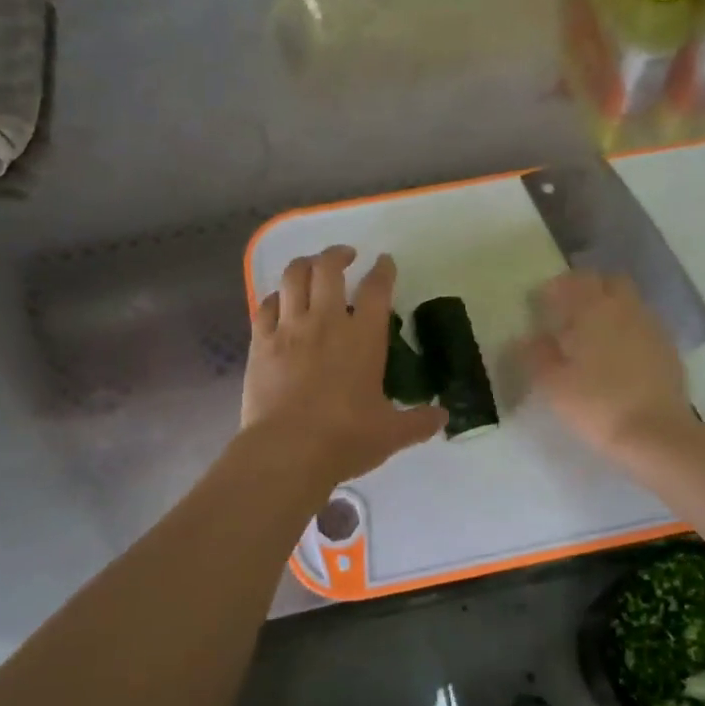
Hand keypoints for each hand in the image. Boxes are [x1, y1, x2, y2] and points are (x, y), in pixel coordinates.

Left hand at [243, 246, 446, 483]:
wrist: (288, 451)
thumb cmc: (345, 438)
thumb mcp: (391, 433)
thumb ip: (419, 422)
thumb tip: (443, 417)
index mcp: (363, 337)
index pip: (376, 289)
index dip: (383, 270)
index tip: (385, 262)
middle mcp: (325, 322)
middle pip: (328, 268)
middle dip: (338, 254)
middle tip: (346, 256)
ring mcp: (289, 329)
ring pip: (293, 277)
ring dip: (304, 264)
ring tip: (311, 266)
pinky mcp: (260, 343)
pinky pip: (265, 306)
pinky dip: (275, 297)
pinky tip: (279, 302)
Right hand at [520, 271, 689, 456]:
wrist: (656, 434)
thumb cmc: (597, 403)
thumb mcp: (553, 384)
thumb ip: (537, 355)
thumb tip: (528, 338)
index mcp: (596, 309)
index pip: (577, 280)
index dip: (557, 287)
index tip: (542, 302)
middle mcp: (627, 309)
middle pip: (610, 283)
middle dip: (590, 290)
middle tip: (570, 313)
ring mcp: (653, 329)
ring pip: (630, 305)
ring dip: (611, 311)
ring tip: (592, 338)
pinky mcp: (669, 351)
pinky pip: (644, 328)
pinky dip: (628, 333)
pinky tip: (617, 359)